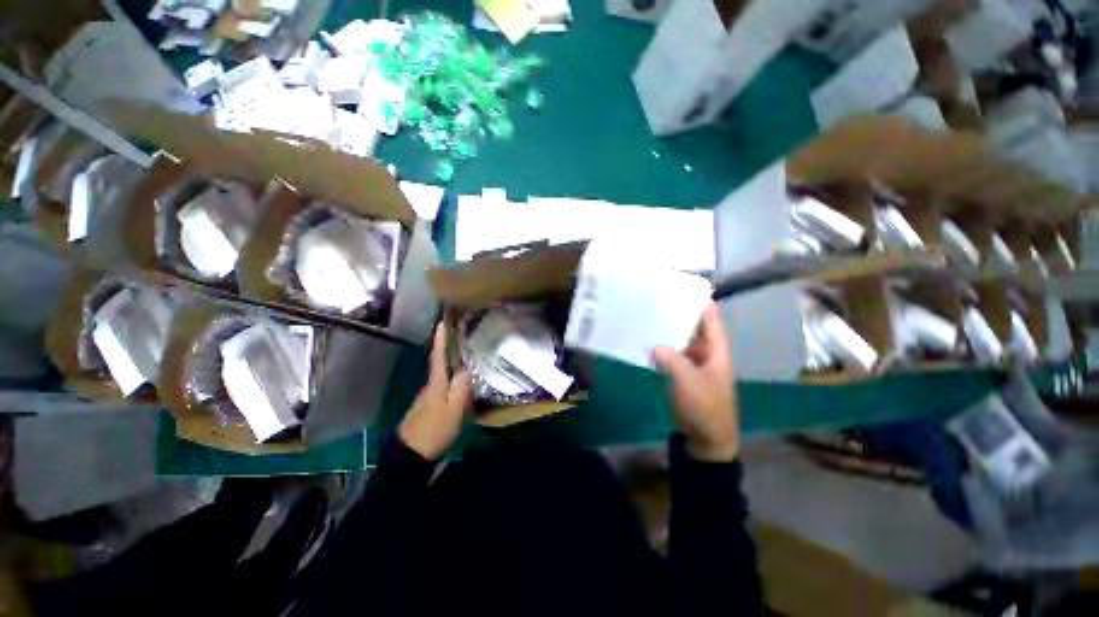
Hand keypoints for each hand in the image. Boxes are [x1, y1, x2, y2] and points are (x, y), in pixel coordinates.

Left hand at [398, 323, 472, 460]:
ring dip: (451, 363)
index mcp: (436, 384)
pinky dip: (451, 379)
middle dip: (448, 347)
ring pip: (442, 375)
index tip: (442, 321)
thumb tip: (467, 369)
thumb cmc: (434, 430)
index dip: (440, 339)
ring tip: (465, 354)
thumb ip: (461, 388)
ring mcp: (428, 397)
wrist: (410, 457)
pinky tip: (460, 381)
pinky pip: (443, 386)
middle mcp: (431, 386)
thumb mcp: (453, 410)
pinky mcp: (429, 407)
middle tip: (461, 335)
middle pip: (440, 363)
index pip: (438, 356)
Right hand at [654, 303, 738, 461]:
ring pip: (681, 340)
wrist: (707, 438)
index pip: (711, 320)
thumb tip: (653, 345)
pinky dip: (663, 347)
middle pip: (694, 327)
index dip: (700, 303)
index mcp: (716, 350)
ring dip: (668, 331)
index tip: (683, 288)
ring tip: (650, 315)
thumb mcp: (688, 381)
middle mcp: (707, 352)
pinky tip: (647, 341)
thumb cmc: (705, 407)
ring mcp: (694, 363)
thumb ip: (670, 359)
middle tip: (658, 299)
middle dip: (678, 314)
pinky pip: (673, 354)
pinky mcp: (684, 373)